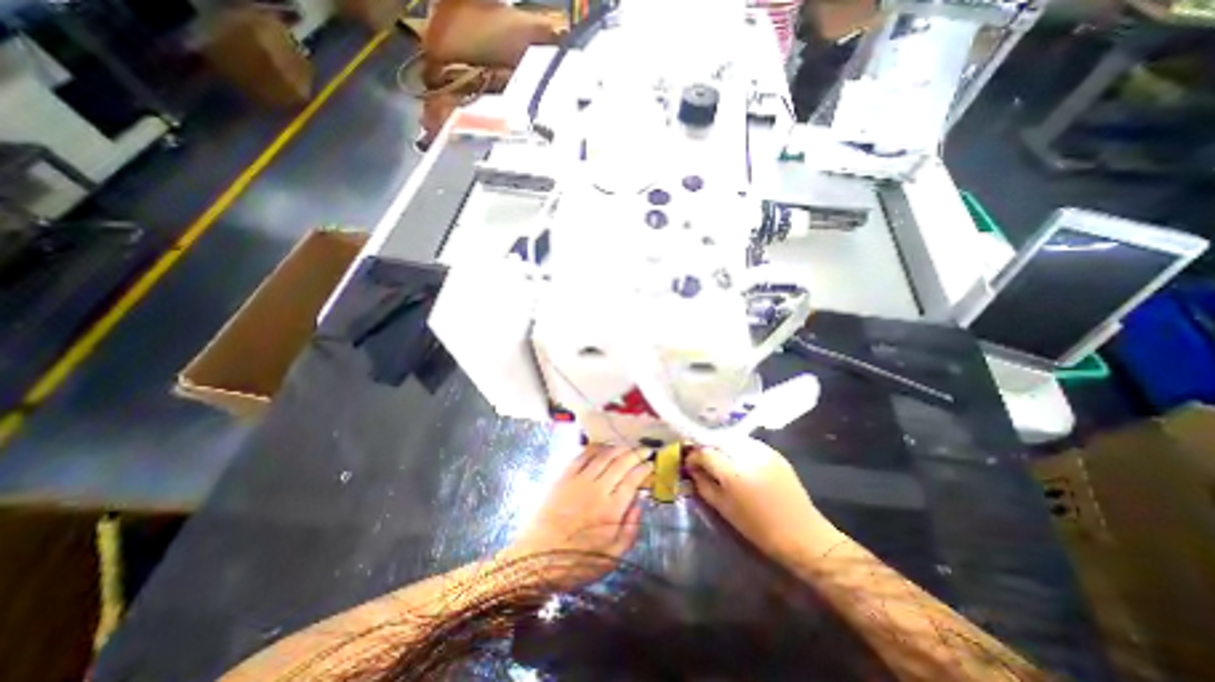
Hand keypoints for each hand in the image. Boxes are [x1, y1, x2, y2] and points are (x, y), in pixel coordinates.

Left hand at [501, 445, 650, 581]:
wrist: (535, 560)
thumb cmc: (576, 563)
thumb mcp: (611, 558)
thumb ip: (630, 531)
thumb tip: (639, 504)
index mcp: (611, 510)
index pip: (632, 480)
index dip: (644, 469)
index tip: (650, 465)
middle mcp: (597, 490)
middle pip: (620, 463)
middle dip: (635, 453)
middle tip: (644, 450)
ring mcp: (578, 480)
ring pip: (603, 455)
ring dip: (617, 447)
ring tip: (626, 446)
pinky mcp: (563, 477)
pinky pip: (582, 456)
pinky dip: (594, 448)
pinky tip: (601, 447)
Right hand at [688, 443, 840, 564]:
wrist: (803, 534)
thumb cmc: (759, 528)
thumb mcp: (724, 509)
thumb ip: (704, 485)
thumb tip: (692, 470)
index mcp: (733, 473)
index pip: (705, 452)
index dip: (694, 456)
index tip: (690, 464)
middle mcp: (747, 455)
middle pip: (718, 441)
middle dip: (707, 448)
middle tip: (702, 460)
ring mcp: (763, 451)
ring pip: (732, 439)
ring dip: (722, 447)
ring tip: (720, 460)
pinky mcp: (774, 452)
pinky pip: (748, 444)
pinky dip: (737, 449)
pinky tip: (739, 461)